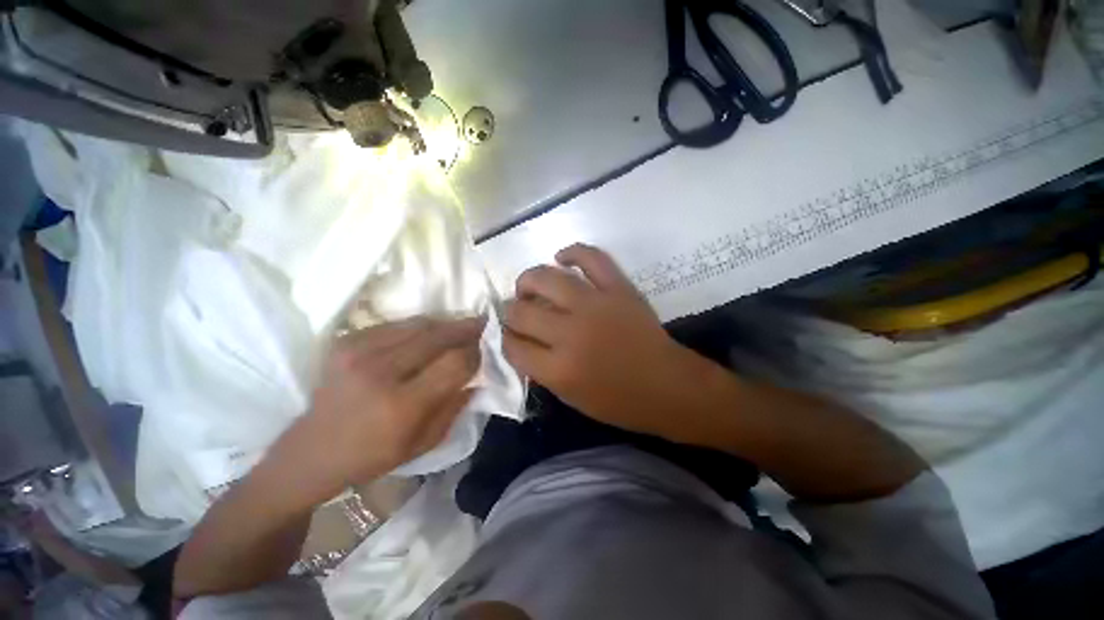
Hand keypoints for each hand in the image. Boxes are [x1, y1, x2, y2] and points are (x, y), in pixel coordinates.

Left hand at [274, 316, 483, 501]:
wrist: (311, 451)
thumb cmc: (374, 455)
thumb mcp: (426, 442)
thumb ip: (457, 404)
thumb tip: (478, 373)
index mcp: (402, 405)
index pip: (454, 363)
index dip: (475, 353)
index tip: (485, 351)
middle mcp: (380, 372)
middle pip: (438, 336)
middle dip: (467, 328)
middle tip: (483, 324)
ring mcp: (359, 352)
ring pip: (420, 324)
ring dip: (446, 324)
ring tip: (460, 326)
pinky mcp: (347, 341)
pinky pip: (398, 325)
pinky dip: (420, 326)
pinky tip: (429, 334)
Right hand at [504, 244, 714, 439]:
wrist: (668, 386)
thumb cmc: (620, 402)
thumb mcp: (571, 397)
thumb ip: (541, 369)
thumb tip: (521, 341)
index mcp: (559, 369)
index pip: (513, 346)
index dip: (506, 339)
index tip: (510, 335)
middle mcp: (571, 334)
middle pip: (521, 312)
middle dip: (511, 312)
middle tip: (518, 312)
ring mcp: (595, 306)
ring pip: (545, 278)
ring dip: (528, 280)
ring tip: (528, 286)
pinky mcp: (618, 288)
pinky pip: (591, 258)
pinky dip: (572, 252)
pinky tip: (561, 258)